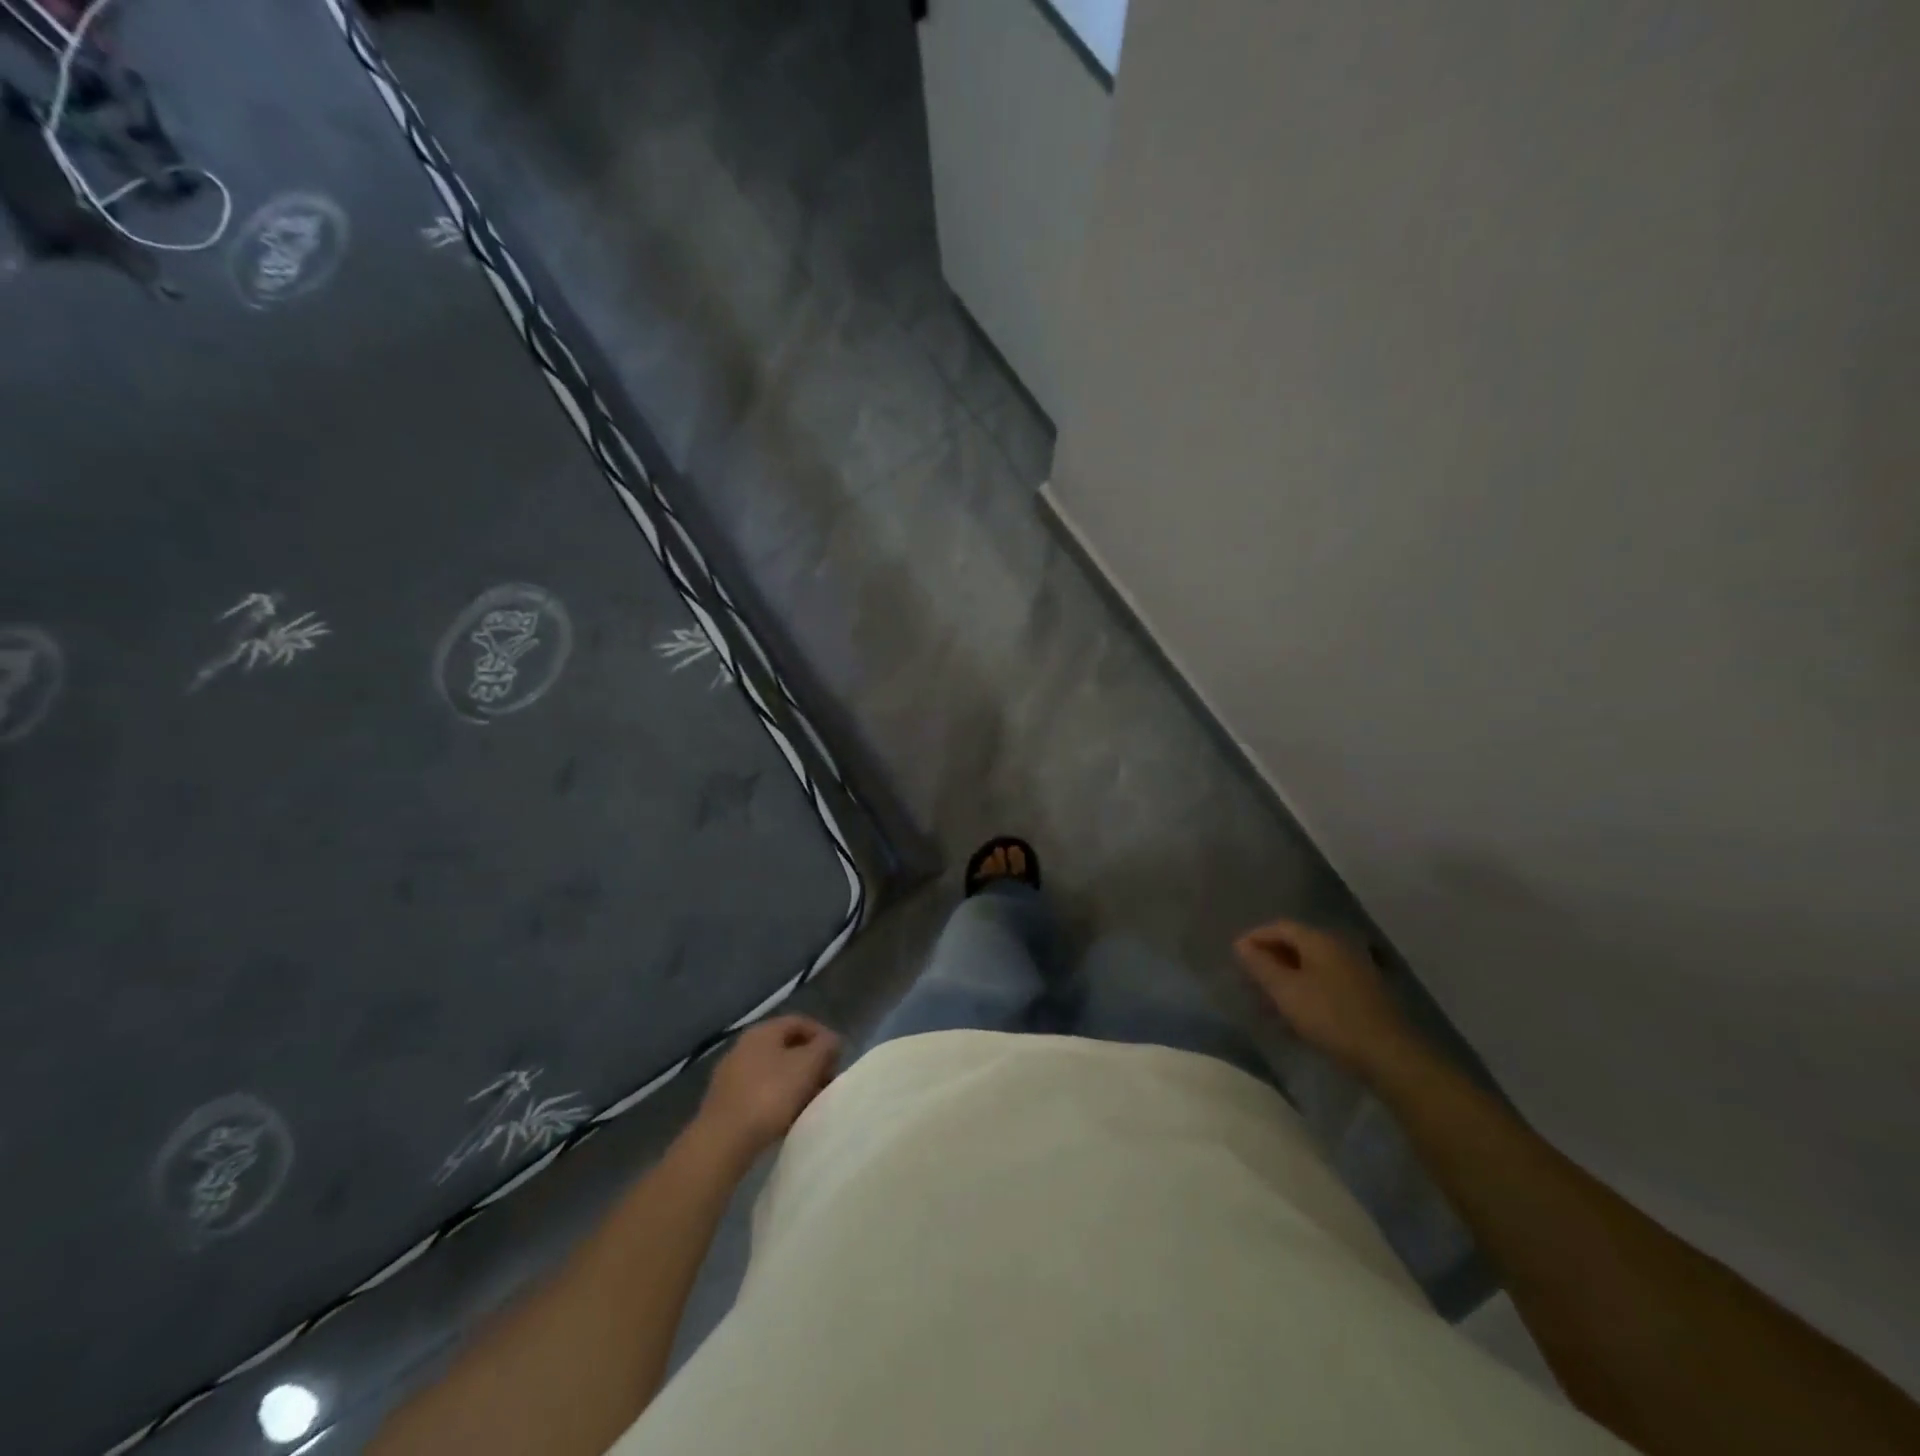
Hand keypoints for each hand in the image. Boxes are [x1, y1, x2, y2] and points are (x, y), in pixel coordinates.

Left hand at [697, 1015, 841, 1158]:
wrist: (723, 1141)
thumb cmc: (770, 1095)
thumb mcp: (807, 1066)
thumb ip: (825, 1047)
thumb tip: (831, 1040)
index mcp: (763, 1031)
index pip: (800, 1022)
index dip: (823, 1036)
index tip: (838, 1058)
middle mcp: (744, 1046)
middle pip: (787, 1047)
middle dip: (810, 1062)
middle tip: (826, 1082)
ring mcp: (732, 1074)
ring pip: (774, 1070)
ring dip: (795, 1082)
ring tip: (810, 1103)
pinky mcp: (726, 1101)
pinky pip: (760, 1091)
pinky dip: (777, 1099)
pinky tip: (787, 1117)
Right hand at [1234, 919, 1418, 1080]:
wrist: (1388, 1054)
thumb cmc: (1330, 1016)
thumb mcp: (1285, 991)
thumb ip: (1260, 965)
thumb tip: (1241, 944)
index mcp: (1319, 940)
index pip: (1280, 926)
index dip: (1255, 937)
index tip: (1235, 956)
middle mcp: (1339, 947)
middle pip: (1296, 943)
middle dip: (1269, 958)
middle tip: (1248, 977)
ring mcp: (1355, 970)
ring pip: (1310, 965)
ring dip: (1286, 976)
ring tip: (1267, 999)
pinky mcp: (1364, 993)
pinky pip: (1324, 981)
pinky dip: (1304, 989)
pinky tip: (1295, 1013)